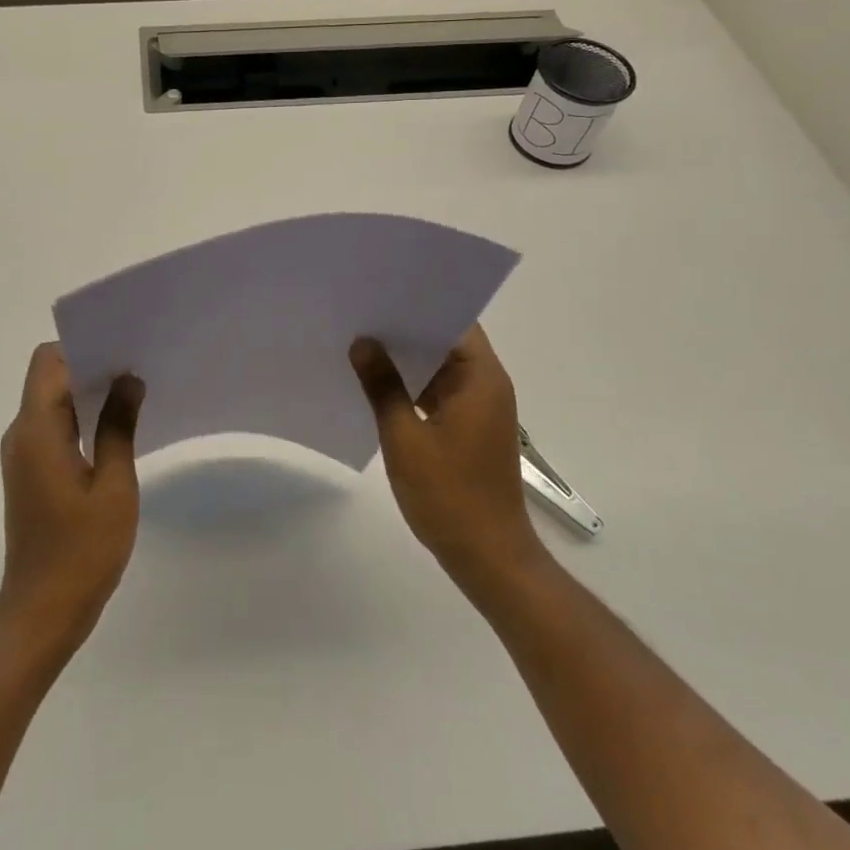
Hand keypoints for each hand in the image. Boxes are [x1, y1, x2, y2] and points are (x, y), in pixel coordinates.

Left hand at [0, 343, 143, 657]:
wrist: (42, 612)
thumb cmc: (82, 550)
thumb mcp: (113, 486)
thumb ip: (118, 427)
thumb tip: (128, 380)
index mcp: (37, 430)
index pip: (49, 362)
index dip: (82, 348)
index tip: (122, 350)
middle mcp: (21, 434)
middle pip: (48, 377)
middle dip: (90, 366)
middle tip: (137, 368)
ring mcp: (23, 454)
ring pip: (51, 402)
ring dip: (87, 393)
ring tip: (133, 394)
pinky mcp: (30, 473)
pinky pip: (53, 427)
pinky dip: (80, 418)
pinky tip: (115, 430)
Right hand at [349, 325, 548, 605]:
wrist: (488, 557)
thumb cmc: (449, 495)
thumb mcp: (405, 437)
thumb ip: (383, 386)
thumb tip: (363, 343)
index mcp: (481, 378)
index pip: (455, 322)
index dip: (420, 305)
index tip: (382, 293)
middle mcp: (487, 385)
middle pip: (447, 342)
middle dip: (407, 330)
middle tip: (361, 314)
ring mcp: (479, 408)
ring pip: (441, 368)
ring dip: (408, 360)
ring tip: (362, 343)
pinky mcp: (470, 429)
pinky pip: (440, 392)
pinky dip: (414, 386)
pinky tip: (378, 384)